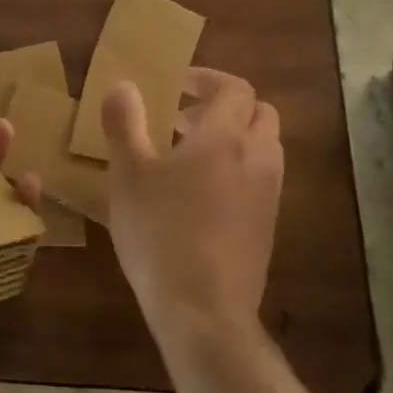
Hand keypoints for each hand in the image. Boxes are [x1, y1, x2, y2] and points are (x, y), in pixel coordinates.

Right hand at [102, 68, 282, 347]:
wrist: (204, 313)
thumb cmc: (161, 234)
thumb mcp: (128, 175)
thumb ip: (125, 124)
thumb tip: (123, 85)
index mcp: (226, 137)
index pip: (234, 88)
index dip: (207, 79)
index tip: (176, 85)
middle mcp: (257, 158)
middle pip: (259, 112)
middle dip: (225, 106)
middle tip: (184, 119)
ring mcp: (269, 194)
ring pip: (264, 146)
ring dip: (234, 137)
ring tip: (189, 156)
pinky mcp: (268, 226)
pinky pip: (262, 178)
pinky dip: (239, 168)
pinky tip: (201, 195)